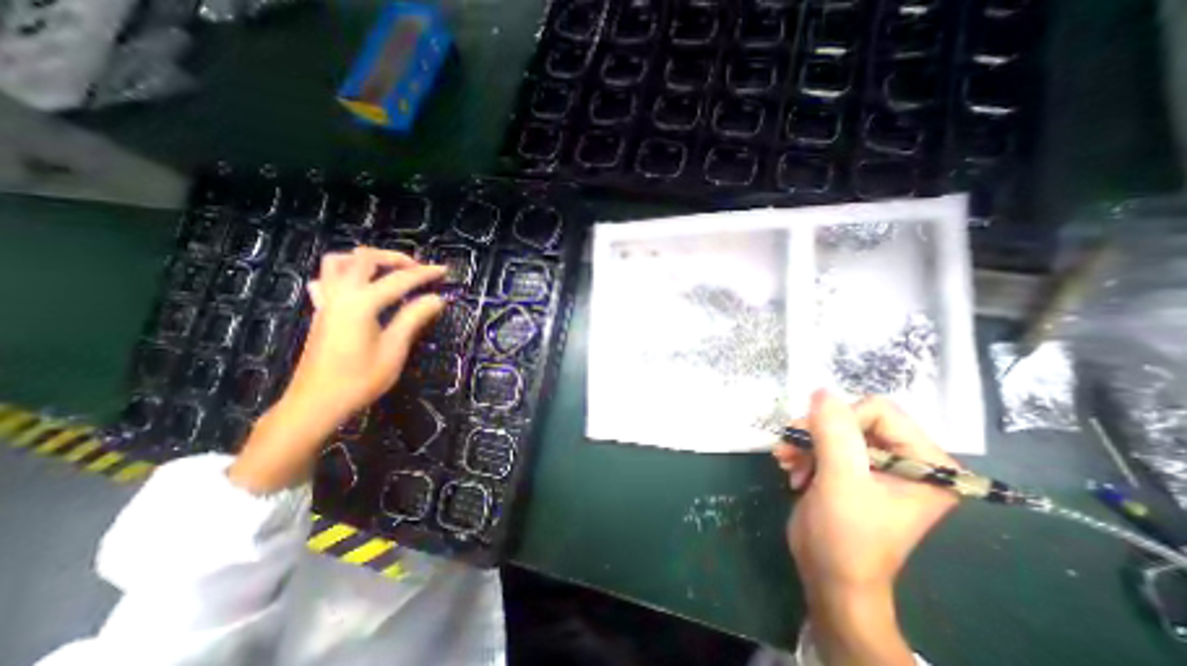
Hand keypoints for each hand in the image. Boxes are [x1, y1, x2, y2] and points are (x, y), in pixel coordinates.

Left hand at [285, 247, 451, 422]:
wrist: (316, 403)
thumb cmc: (359, 379)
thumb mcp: (394, 349)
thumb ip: (414, 318)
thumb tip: (437, 298)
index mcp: (362, 303)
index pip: (400, 280)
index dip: (425, 273)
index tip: (444, 270)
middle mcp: (341, 295)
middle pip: (365, 258)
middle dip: (395, 258)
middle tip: (417, 269)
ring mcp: (326, 302)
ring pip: (337, 262)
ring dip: (364, 260)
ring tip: (387, 272)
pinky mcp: (320, 313)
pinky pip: (325, 281)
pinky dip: (343, 275)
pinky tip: (357, 287)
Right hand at [775, 391, 957, 665]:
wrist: (829, 576)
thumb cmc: (846, 537)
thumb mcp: (840, 481)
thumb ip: (833, 433)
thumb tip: (821, 391)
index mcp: (926, 463)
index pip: (880, 411)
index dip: (841, 420)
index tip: (814, 440)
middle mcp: (906, 459)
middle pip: (852, 417)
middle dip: (816, 431)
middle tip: (790, 447)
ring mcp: (876, 464)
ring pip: (832, 427)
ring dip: (804, 441)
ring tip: (786, 459)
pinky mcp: (850, 470)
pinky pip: (822, 441)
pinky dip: (802, 451)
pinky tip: (790, 467)